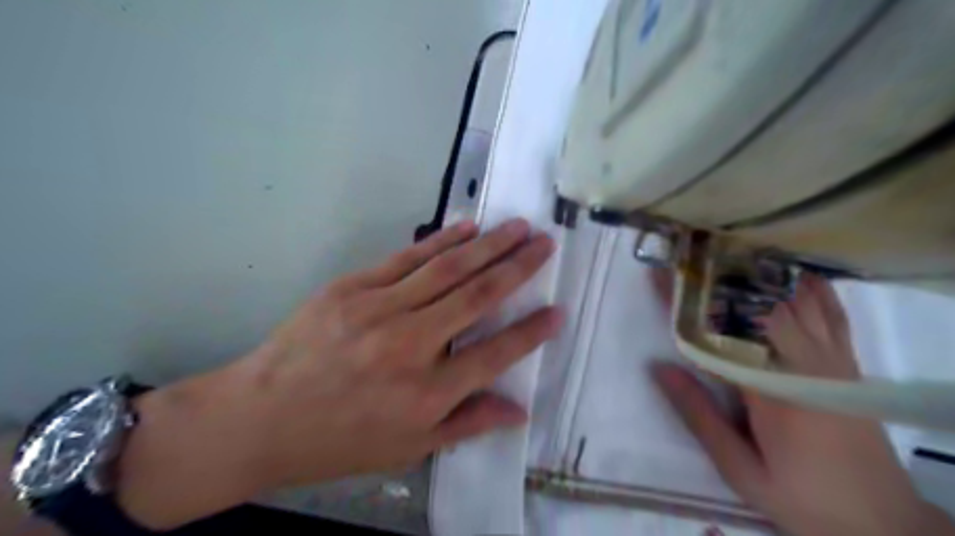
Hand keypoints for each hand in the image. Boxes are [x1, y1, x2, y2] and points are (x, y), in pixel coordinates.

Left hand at [115, 219, 560, 528]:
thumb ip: (467, 424)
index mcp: (427, 394)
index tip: (558, 310)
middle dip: (519, 268)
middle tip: (545, 244)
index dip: (531, 332)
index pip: (495, 354)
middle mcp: (411, 346)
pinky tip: (468, 226)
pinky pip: (408, 259)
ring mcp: (379, 310)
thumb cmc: (338, 440)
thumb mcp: (407, 449)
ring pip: (448, 269)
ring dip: (489, 245)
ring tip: (518, 227)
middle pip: (478, 297)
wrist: (259, 417)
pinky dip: (442, 241)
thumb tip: (519, 410)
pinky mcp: (353, 288)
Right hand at [653, 274, 950, 533]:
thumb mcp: (741, 469)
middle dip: (716, 277)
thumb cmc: (803, 496)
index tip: (660, 274)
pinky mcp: (848, 364)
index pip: (716, 330)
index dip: (685, 300)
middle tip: (686, 256)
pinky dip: (810, 287)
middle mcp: (804, 363)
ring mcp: (832, 359)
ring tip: (726, 253)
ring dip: (757, 275)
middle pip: (753, 305)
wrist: (882, 523)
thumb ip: (700, 416)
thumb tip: (660, 368)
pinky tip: (792, 272)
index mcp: (771, 390)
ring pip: (792, 300)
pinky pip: (832, 312)